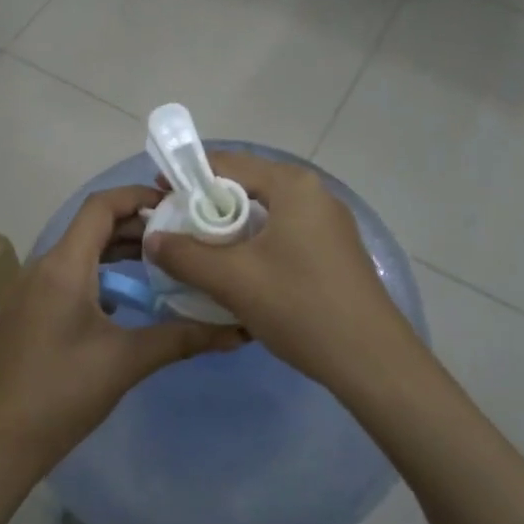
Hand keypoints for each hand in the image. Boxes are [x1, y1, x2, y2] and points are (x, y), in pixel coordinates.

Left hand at [0, 185, 245, 485]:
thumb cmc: (62, 392)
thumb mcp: (127, 360)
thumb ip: (183, 338)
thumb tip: (238, 331)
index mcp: (63, 267)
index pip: (100, 207)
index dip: (137, 196)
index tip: (176, 205)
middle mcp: (40, 268)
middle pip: (90, 229)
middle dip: (134, 228)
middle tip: (178, 240)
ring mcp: (25, 292)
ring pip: (76, 255)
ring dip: (114, 254)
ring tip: (157, 267)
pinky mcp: (21, 314)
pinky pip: (62, 278)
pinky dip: (95, 276)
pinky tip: (120, 303)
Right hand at [144, 150, 420, 392]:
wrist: (371, 359)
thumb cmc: (300, 307)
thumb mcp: (233, 280)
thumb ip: (185, 255)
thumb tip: (152, 239)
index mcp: (293, 186)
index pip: (229, 163)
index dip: (188, 175)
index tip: (158, 193)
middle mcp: (315, 193)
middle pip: (248, 185)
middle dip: (208, 204)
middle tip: (174, 227)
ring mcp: (329, 223)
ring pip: (266, 213)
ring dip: (230, 227)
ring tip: (199, 251)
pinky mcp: (334, 250)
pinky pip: (284, 233)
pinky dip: (255, 243)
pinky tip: (239, 271)